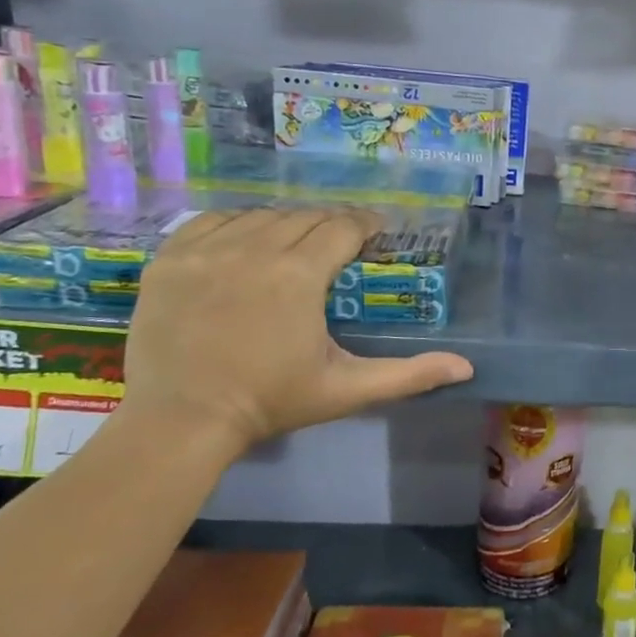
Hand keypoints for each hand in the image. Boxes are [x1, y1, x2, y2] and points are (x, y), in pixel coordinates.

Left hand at [118, 208, 472, 454]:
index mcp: (299, 275)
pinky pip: (212, 221)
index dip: (365, 224)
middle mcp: (254, 249)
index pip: (342, 227)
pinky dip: (236, 224)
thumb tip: (466, 368)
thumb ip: (409, 375)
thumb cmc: (272, 402)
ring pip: (260, 216)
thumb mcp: (347, 389)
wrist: (181, 420)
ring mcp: (206, 251)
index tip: (377, 229)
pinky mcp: (169, 260)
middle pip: (304, 217)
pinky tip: (246, 241)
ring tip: (297, 242)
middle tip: (342, 243)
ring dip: (287, 223)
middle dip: (330, 225)